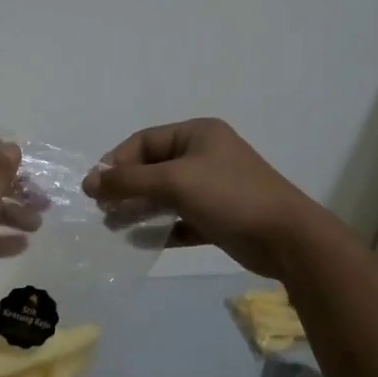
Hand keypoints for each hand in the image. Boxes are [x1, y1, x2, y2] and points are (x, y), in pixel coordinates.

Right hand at [83, 118, 341, 278]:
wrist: (287, 238)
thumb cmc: (229, 196)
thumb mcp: (175, 181)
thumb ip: (130, 181)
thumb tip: (90, 182)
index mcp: (197, 134)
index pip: (145, 141)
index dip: (117, 161)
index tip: (96, 188)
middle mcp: (204, 155)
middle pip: (153, 168)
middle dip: (126, 188)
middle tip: (103, 211)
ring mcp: (213, 187)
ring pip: (165, 195)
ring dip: (139, 209)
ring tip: (114, 227)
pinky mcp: (218, 217)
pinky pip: (181, 219)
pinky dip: (161, 228)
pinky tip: (141, 242)